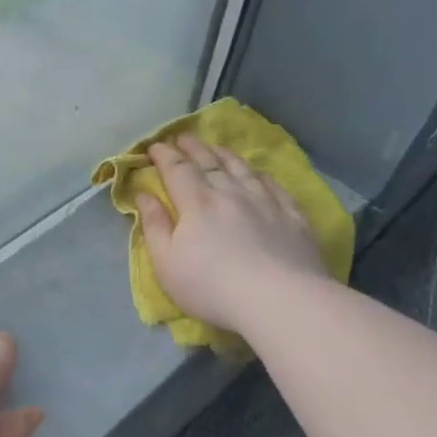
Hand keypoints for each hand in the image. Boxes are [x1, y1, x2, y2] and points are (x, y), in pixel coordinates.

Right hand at [136, 134, 325, 333]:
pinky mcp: (292, 215)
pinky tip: (258, 173)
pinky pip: (273, 184)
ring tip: (215, 147)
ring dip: (224, 154)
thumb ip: (154, 226)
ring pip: (242, 168)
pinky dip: (260, 174)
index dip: (164, 155)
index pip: (176, 169)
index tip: (154, 146)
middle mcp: (230, 192)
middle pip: (209, 161)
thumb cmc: (212, 287)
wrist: (280, 299)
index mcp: (196, 202)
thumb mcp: (167, 263)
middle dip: (192, 147)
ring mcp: (265, 201)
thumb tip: (144, 195)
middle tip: (182, 136)